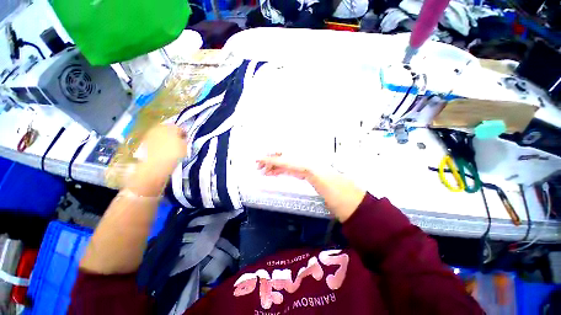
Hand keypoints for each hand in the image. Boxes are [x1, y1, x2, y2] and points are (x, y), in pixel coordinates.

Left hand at [139, 124, 187, 174]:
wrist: (155, 165)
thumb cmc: (174, 155)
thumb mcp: (185, 147)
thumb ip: (184, 141)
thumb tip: (182, 139)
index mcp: (171, 127)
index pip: (179, 128)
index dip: (183, 133)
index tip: (185, 139)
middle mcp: (159, 127)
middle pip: (168, 129)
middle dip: (172, 134)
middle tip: (177, 142)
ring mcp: (150, 134)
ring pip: (160, 135)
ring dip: (164, 139)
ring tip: (169, 148)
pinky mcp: (143, 142)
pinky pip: (154, 141)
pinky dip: (158, 145)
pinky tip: (162, 151)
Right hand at [257, 153, 365, 221]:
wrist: (355, 207)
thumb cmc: (340, 196)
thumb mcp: (321, 179)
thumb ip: (304, 168)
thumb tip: (285, 161)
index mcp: (312, 162)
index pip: (287, 159)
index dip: (272, 159)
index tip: (258, 159)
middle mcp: (310, 163)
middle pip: (287, 158)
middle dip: (272, 161)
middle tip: (259, 167)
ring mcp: (311, 171)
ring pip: (289, 165)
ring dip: (276, 167)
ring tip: (265, 172)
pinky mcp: (312, 178)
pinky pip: (294, 171)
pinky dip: (284, 171)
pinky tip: (278, 174)